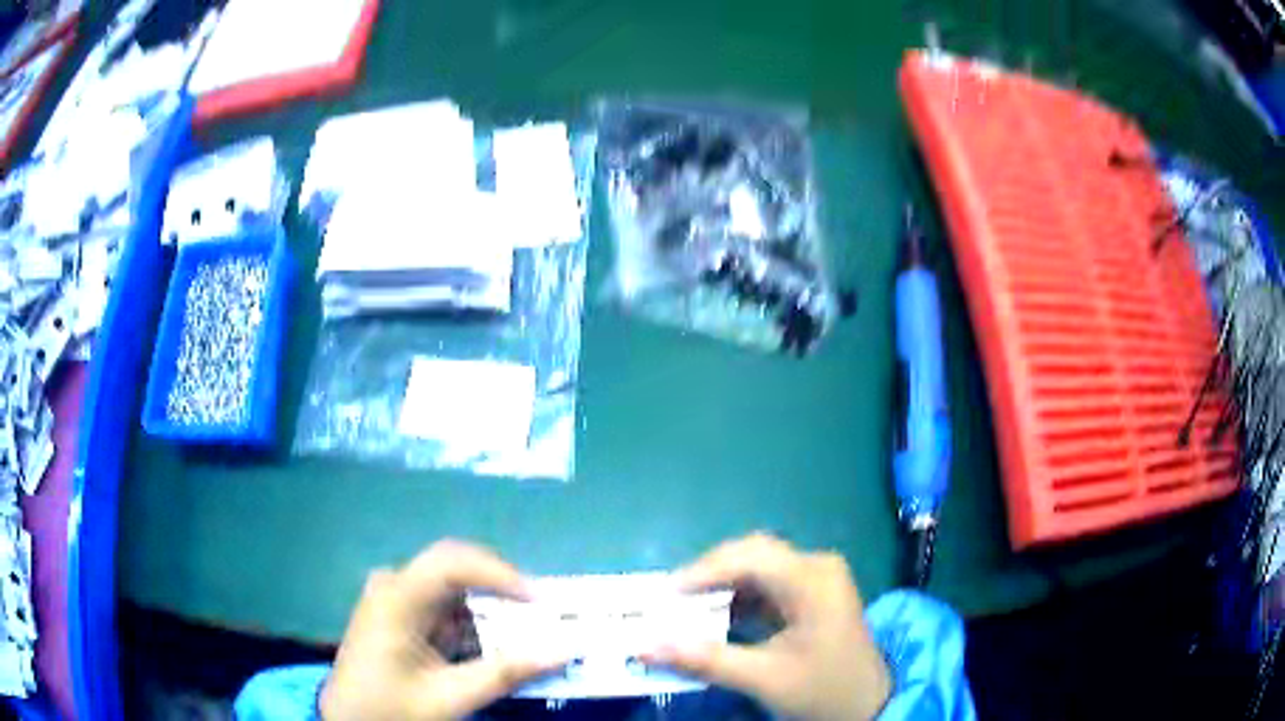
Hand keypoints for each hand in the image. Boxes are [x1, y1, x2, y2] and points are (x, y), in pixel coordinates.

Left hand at [320, 540, 560, 720]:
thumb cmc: (391, 710)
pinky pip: (443, 606)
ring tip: (522, 637)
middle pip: (455, 569)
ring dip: (488, 611)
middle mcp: (392, 586)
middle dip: (501, 592)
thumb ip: (505, 673)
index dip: (500, 573)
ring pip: (453, 588)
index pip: (452, 562)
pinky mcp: (398, 613)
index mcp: (396, 599)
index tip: (540, 602)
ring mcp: (393, 597)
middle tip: (541, 617)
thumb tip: (562, 651)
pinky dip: (471, 624)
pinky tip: (487, 649)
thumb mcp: (450, 698)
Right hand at [647, 534, 891, 720]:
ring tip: (684, 611)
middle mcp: (816, 567)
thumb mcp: (762, 678)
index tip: (662, 596)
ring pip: (757, 568)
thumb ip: (704, 659)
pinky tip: (715, 620)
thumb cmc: (821, 690)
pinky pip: (767, 585)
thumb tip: (644, 646)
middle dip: (708, 576)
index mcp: (812, 579)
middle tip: (670, 601)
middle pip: (752, 555)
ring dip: (720, 588)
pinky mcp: (811, 595)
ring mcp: (816, 579)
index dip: (702, 571)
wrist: (867, 706)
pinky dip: (737, 600)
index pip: (749, 556)